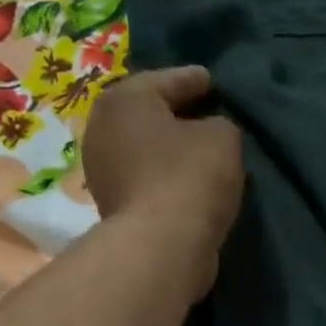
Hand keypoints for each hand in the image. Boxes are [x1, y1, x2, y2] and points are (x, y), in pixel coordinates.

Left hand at [82, 66, 243, 298]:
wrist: (162, 245)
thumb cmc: (190, 177)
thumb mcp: (223, 137)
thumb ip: (220, 124)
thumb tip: (210, 132)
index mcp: (124, 99)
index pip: (167, 80)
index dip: (195, 80)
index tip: (213, 82)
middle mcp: (102, 128)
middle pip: (148, 114)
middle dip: (175, 115)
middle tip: (206, 115)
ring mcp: (102, 171)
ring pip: (145, 150)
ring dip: (169, 151)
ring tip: (200, 154)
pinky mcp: (113, 207)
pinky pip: (146, 180)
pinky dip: (165, 178)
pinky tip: (188, 183)